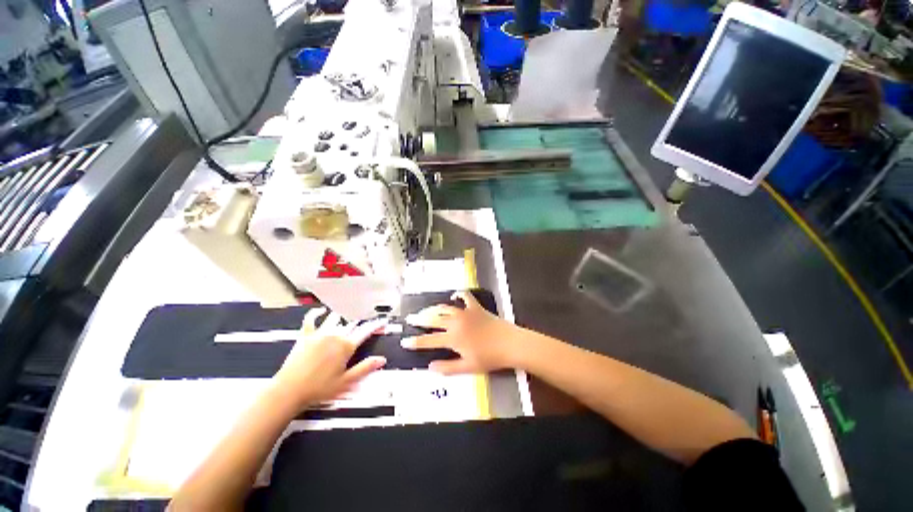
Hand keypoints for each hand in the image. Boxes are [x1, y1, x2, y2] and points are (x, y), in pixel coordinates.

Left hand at [272, 308, 387, 408]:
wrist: (289, 392)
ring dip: (342, 319)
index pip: (365, 331)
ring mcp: (319, 334)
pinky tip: (320, 310)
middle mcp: (334, 336)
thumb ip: (365, 368)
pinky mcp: (305, 336)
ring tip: (346, 320)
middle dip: (360, 324)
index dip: (376, 325)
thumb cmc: (317, 389)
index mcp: (345, 346)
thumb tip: (381, 360)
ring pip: (335, 319)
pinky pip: (310, 319)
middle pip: (351, 324)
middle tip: (366, 323)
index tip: (382, 321)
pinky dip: (315, 313)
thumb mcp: (346, 382)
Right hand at [402, 291, 518, 373]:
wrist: (509, 343)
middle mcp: (455, 323)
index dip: (415, 342)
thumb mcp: (467, 367)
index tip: (404, 341)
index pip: (429, 341)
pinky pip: (465, 297)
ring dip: (434, 309)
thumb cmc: (489, 358)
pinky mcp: (476, 307)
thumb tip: (430, 367)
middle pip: (433, 320)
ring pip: (445, 308)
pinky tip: (455, 295)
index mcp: (452, 338)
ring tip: (426, 310)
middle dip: (420, 319)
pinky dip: (459, 294)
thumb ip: (448, 367)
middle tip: (410, 319)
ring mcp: (465, 313)